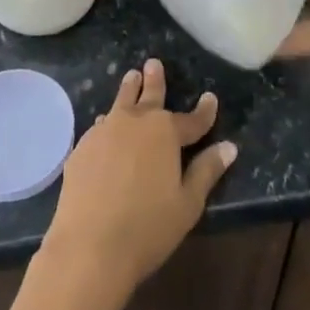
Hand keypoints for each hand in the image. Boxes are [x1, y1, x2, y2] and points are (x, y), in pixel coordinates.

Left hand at [38, 59, 237, 306]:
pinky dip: (108, 123)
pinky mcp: (81, 149)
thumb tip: (229, 147)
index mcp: (164, 132)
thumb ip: (207, 171)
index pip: (191, 120)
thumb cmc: (147, 227)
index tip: (210, 98)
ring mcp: (104, 133)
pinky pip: (99, 128)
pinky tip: (105, 125)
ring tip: (131, 77)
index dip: (204, 111)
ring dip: (128, 91)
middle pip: (149, 97)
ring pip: (120, 104)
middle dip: (155, 81)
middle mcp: (134, 122)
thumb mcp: (187, 203)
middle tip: (153, 63)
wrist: (89, 246)